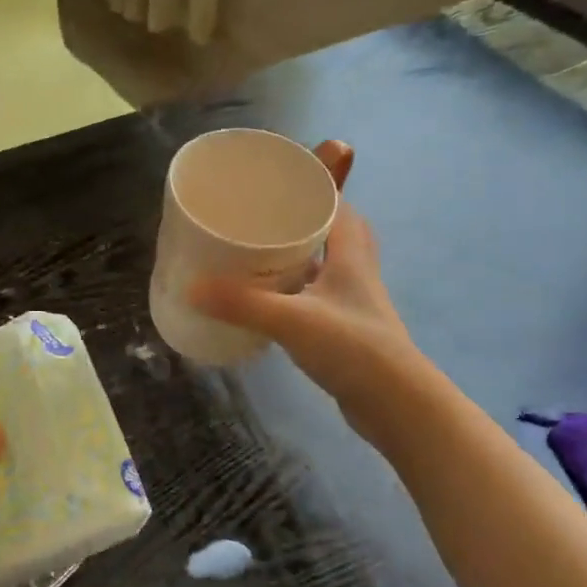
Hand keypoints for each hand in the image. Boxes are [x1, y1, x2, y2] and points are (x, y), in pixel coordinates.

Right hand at [190, 146, 422, 439]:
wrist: (394, 402)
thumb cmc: (352, 347)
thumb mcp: (291, 319)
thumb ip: (242, 304)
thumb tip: (191, 289)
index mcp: (351, 249)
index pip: (333, 200)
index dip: (305, 186)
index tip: (269, 184)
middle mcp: (356, 267)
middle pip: (328, 229)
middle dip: (296, 221)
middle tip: (258, 220)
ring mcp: (352, 300)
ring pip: (321, 264)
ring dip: (294, 257)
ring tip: (254, 255)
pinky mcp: (345, 327)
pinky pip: (315, 295)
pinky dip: (293, 291)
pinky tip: (267, 301)